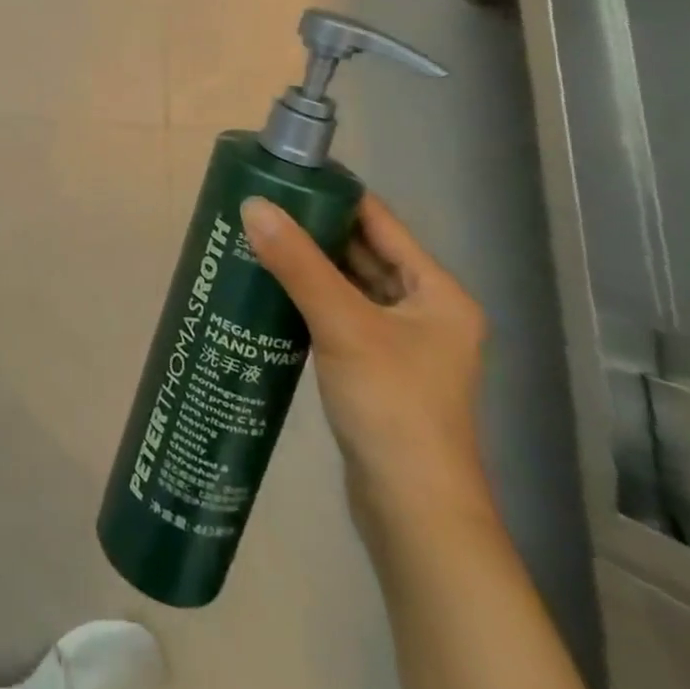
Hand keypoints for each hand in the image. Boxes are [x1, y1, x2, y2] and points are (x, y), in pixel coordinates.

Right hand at [240, 192, 492, 544]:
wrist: (412, 513)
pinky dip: (309, 298)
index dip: (334, 194)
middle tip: (259, 206)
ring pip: (348, 285)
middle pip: (362, 252)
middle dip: (313, 229)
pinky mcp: (377, 370)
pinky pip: (339, 315)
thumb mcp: (343, 324)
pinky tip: (270, 289)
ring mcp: (402, 344)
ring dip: (308, 264)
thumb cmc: (393, 406)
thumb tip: (252, 205)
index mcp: (437, 292)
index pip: (379, 222)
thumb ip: (297, 263)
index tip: (285, 175)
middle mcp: (425, 311)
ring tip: (256, 238)